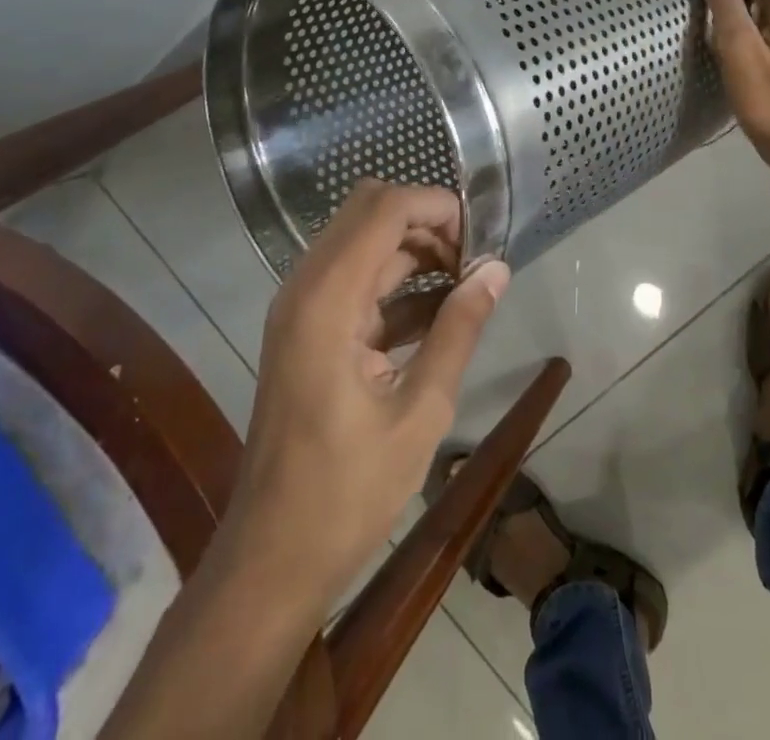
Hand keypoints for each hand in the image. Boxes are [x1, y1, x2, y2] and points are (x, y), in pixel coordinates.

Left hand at [227, 180, 509, 618]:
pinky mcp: (310, 330)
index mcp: (327, 300)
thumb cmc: (347, 494)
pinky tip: (443, 312)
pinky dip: (400, 282)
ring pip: (365, 241)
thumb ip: (460, 329)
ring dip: (416, 249)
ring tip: (468, 283)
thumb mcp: (421, 411)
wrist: (271, 561)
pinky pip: (359, 280)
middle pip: (370, 211)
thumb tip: (497, 270)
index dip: (438, 207)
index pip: (385, 208)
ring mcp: (303, 308)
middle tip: (474, 261)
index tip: (483, 240)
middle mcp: (307, 288)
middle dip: (427, 222)